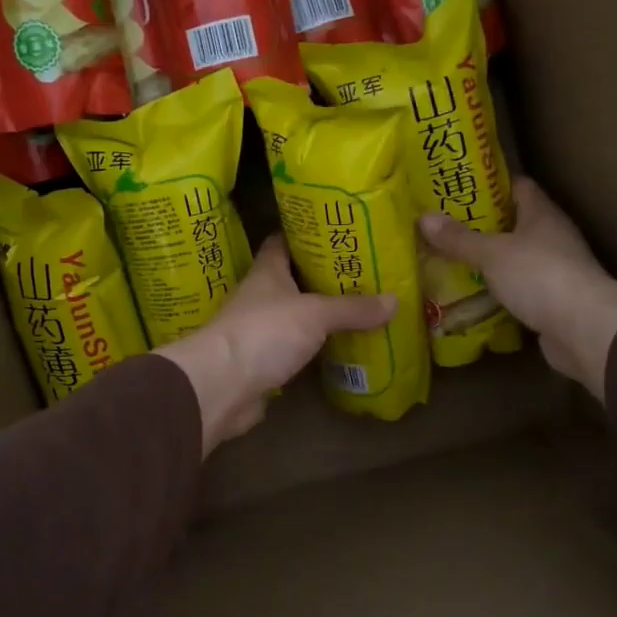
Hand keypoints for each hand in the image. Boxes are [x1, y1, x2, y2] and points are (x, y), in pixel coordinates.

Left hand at [156, 237, 396, 454]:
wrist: (221, 387)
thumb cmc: (263, 333)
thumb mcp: (315, 314)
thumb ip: (353, 307)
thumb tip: (395, 300)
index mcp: (267, 272)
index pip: (284, 241)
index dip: (307, 233)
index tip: (338, 230)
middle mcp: (262, 297)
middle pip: (295, 279)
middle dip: (325, 275)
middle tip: (364, 271)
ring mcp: (261, 331)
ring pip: (298, 316)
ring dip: (323, 314)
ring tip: (363, 306)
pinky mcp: (265, 362)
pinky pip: (298, 349)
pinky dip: (318, 347)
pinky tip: (344, 346)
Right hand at [420, 179, 616, 399]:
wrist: (584, 329)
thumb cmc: (540, 276)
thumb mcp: (492, 253)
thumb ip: (459, 238)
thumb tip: (424, 217)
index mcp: (542, 214)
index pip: (518, 187)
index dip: (489, 186)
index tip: (457, 189)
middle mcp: (551, 237)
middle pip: (513, 224)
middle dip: (480, 226)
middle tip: (443, 227)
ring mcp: (554, 270)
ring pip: (514, 259)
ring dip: (487, 262)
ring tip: (449, 261)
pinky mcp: (551, 301)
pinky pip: (517, 289)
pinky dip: (496, 291)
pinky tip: (470, 295)